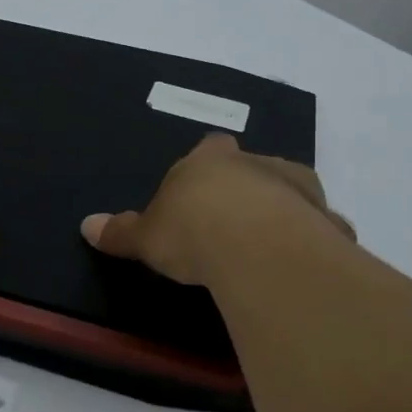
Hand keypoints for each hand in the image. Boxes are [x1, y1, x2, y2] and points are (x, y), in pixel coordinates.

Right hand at [81, 133, 352, 286]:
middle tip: (232, 219)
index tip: (200, 190)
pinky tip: (301, 263)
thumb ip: (120, 231)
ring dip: (283, 209)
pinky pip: (320, 227)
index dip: (205, 166)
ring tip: (268, 242)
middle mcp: (257, 163)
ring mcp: (297, 188)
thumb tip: (85, 224)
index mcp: (210, 160)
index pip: (208, 148)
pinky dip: (313, 239)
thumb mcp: (145, 237)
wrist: (255, 247)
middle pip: (253, 165)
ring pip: (292, 191)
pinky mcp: (325, 219)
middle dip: (246, 186)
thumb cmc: (191, 231)